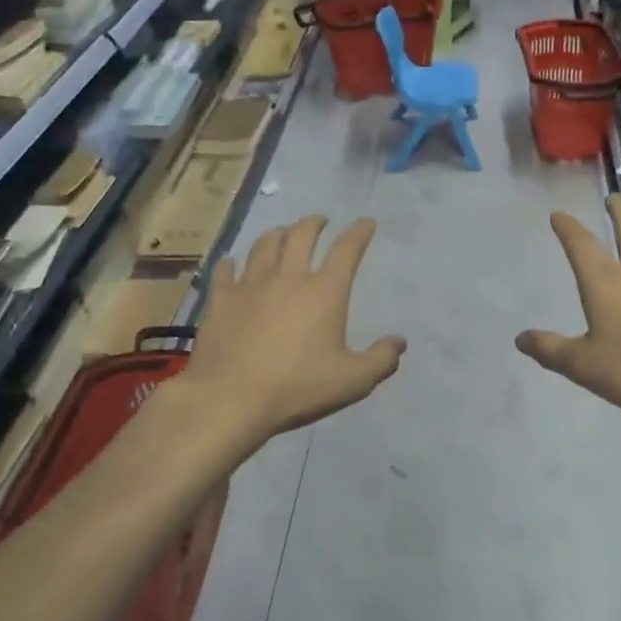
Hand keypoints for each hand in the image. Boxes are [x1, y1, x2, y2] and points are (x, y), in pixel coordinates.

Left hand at [186, 215, 404, 441]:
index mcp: (325, 291)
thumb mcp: (352, 382)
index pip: (347, 249)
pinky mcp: (221, 298)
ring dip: (278, 234)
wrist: (230, 399)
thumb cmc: (297, 388)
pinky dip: (231, 263)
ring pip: (265, 244)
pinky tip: (232, 263)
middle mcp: (289, 277)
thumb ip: (381, 360)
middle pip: (302, 234)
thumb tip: (399, 342)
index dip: (359, 232)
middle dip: (315, 223)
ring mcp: (251, 284)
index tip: (366, 223)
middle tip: (320, 221)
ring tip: (282, 234)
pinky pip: (225, 270)